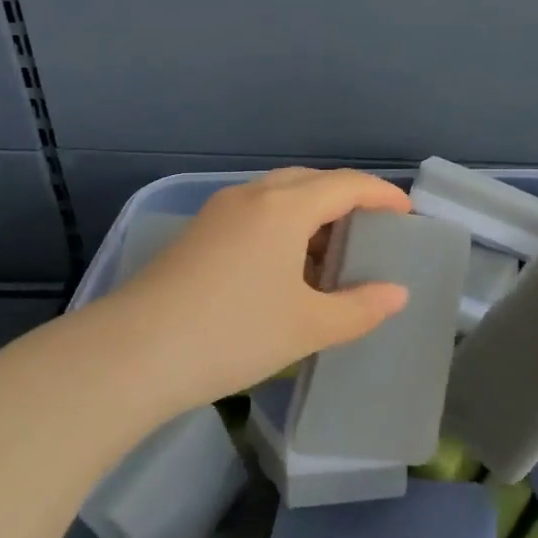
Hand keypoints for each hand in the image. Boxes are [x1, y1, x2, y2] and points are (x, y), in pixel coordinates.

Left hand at [73, 167, 411, 420]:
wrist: (130, 355)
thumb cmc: (233, 333)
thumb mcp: (307, 327)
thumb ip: (360, 308)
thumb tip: (397, 294)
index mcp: (285, 206)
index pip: (348, 184)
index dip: (383, 195)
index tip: (407, 214)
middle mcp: (252, 196)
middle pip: (312, 182)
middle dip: (347, 201)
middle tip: (370, 233)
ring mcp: (218, 213)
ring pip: (279, 197)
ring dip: (312, 216)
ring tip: (330, 258)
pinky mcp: (196, 235)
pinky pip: (254, 216)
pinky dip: (282, 230)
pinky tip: (284, 270)